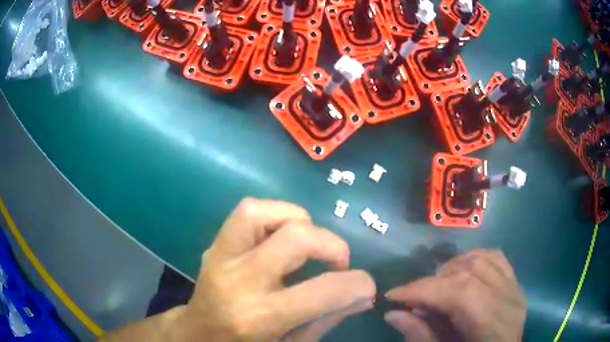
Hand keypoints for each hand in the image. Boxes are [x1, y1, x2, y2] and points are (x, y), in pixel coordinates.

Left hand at [182, 198, 375, 340]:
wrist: (198, 335)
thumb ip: (327, 319)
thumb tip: (362, 294)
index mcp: (260, 317)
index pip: (322, 291)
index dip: (358, 283)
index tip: (366, 285)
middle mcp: (239, 282)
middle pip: (296, 238)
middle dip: (332, 246)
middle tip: (338, 264)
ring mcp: (221, 257)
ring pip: (263, 212)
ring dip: (299, 222)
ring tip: (307, 245)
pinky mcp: (215, 245)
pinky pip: (246, 211)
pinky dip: (275, 214)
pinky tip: (282, 236)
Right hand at [384, 249, 524, 341]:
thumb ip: (420, 337)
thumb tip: (392, 314)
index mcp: (492, 328)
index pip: (461, 295)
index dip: (424, 291)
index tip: (393, 296)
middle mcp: (509, 303)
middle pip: (471, 274)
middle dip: (434, 282)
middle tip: (412, 297)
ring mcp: (515, 290)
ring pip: (484, 260)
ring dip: (454, 267)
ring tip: (436, 285)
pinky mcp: (515, 286)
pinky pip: (497, 259)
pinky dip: (475, 258)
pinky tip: (461, 271)